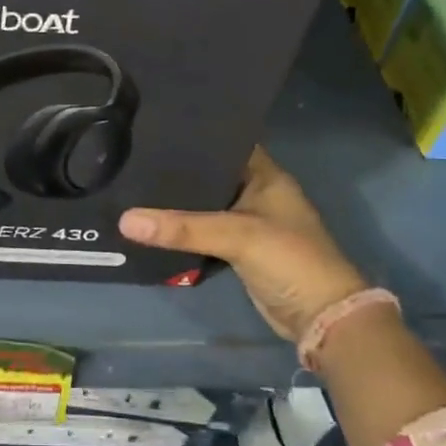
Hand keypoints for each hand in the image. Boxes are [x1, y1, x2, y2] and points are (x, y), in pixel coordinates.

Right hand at [118, 148, 365, 339]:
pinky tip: (153, 222)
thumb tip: (124, 219)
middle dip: (178, 170)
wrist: (321, 316)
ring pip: (205, 205)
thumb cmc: (289, 259)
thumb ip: (182, 228)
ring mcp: (248, 222)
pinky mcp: (239, 249)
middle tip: (132, 158)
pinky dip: (184, 229)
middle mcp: (256, 192)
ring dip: (178, 202)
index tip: (153, 129)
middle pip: (210, 174)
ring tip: (133, 185)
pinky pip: (205, 231)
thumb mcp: (236, 236)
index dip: (194, 136)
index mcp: (265, 175)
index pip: (225, 143)